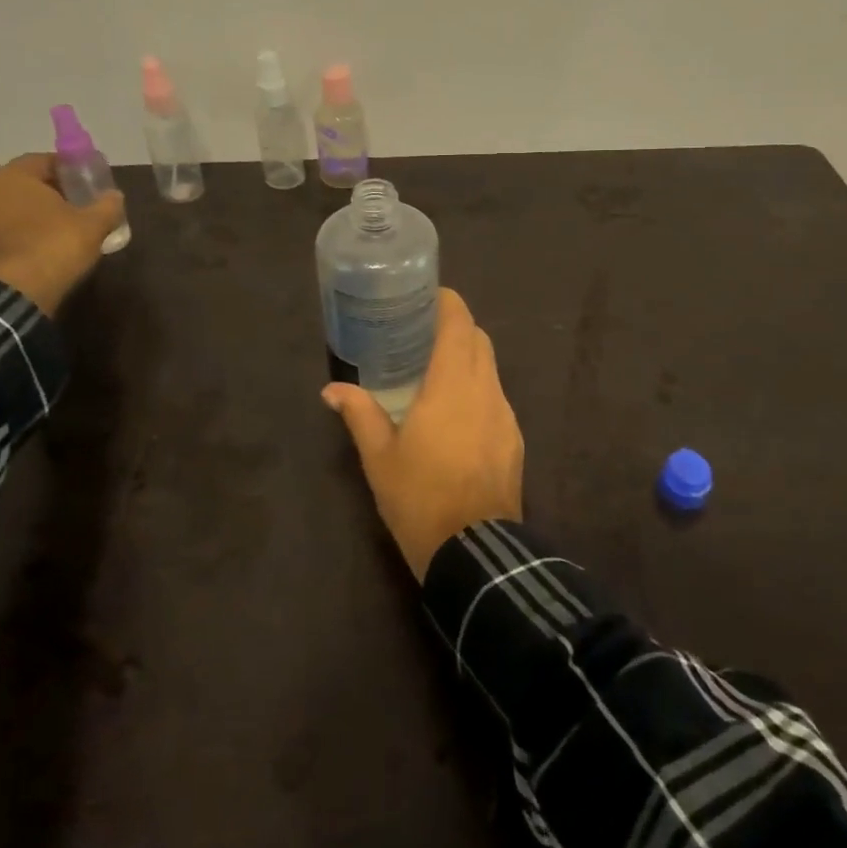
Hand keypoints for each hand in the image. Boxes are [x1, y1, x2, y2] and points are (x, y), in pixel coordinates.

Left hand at [0, 154, 124, 315]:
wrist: (16, 292)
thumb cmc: (56, 246)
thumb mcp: (94, 224)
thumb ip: (107, 205)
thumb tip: (114, 196)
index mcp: (13, 176)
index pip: (43, 161)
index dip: (68, 169)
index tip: (87, 183)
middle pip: (22, 184)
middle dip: (48, 192)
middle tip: (75, 206)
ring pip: (7, 208)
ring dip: (29, 215)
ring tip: (56, 230)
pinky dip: (16, 235)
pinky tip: (37, 249)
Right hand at [323, 288, 523, 580]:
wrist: (474, 551)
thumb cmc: (419, 497)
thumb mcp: (379, 457)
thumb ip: (359, 414)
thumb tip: (331, 390)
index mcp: (452, 384)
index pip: (459, 324)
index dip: (448, 303)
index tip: (429, 296)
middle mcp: (485, 389)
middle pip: (479, 340)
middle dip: (457, 327)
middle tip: (424, 332)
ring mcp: (505, 414)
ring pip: (491, 368)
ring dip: (469, 358)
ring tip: (438, 371)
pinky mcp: (515, 439)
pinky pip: (497, 398)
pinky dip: (479, 389)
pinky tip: (458, 413)